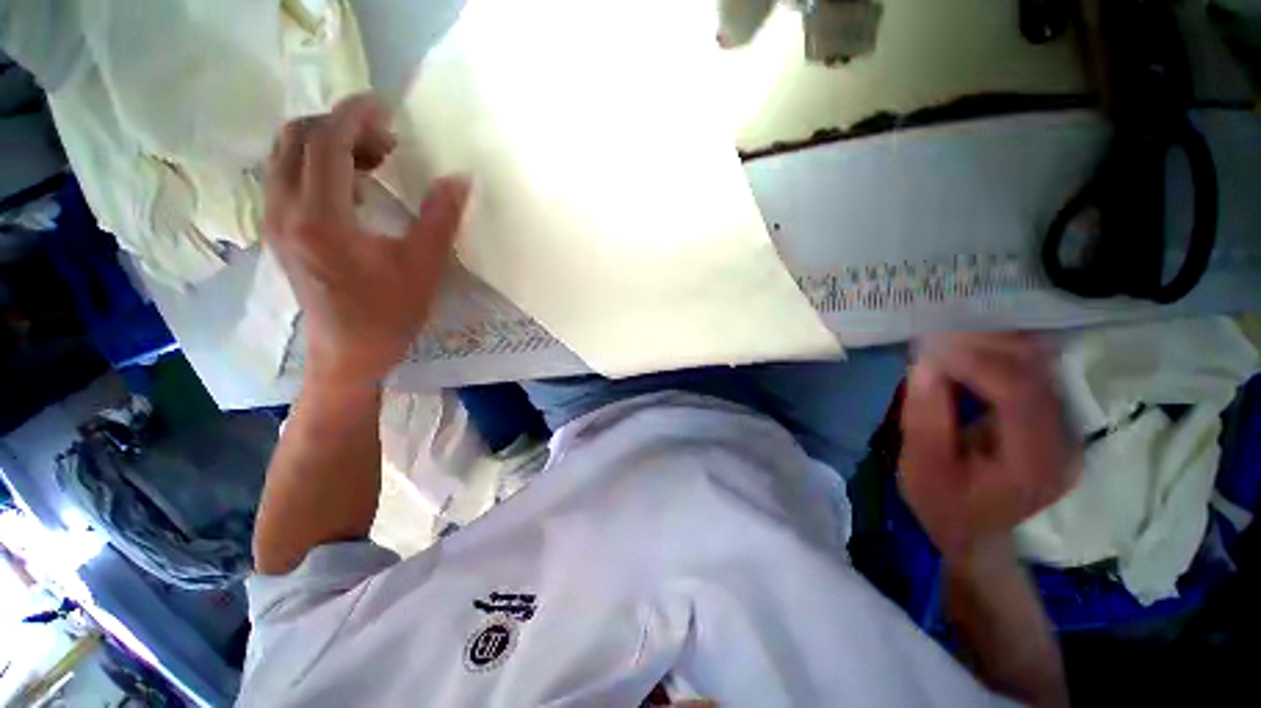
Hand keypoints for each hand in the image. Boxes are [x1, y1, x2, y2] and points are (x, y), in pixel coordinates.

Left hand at [264, 93, 470, 387]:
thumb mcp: (423, 266)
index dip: (356, 115)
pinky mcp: (278, 231)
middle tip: (386, 141)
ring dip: (327, 143)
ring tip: (373, 161)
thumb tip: (460, 179)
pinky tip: (353, 186)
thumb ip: (441, 218)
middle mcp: (285, 210)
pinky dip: (317, 164)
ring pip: (286, 154)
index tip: (386, 106)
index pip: (328, 142)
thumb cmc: (389, 314)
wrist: (347, 353)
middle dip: (342, 126)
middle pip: (298, 137)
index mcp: (321, 218)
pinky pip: (287, 177)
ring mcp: (275, 220)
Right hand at [899, 333, 1081, 559]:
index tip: (933, 347)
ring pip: (1040, 366)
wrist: (973, 532)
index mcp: (1034, 465)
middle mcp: (1064, 443)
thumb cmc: (942, 504)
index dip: (977, 363)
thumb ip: (925, 415)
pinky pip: (1034, 372)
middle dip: (986, 346)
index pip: (1019, 396)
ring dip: (995, 345)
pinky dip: (1002, 355)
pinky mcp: (1056, 421)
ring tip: (951, 336)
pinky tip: (972, 348)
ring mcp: (1066, 430)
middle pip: (1036, 374)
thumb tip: (926, 363)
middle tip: (938, 333)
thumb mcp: (921, 465)